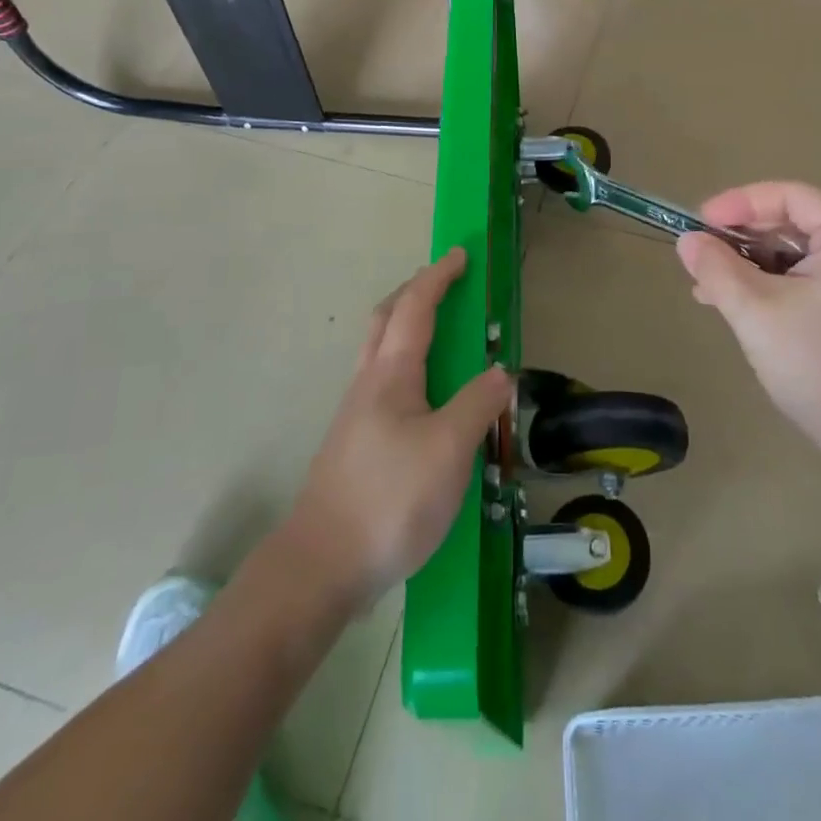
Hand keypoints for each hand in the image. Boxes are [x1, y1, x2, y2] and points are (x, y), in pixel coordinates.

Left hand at [283, 249, 512, 612]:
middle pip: (386, 318)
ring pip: (380, 349)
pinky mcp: (355, 442)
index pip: (416, 307)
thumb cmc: (389, 499)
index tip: (460, 255)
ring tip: (440, 334)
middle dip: (415, 291)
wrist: (320, 565)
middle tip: (445, 284)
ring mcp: (356, 413)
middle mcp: (369, 383)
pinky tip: (423, 396)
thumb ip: (478, 404)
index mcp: (391, 373)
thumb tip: (501, 372)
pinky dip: (405, 361)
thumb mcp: (449, 450)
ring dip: (406, 324)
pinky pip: (382, 380)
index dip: (438, 277)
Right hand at [676, 183, 820, 473]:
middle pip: (796, 223)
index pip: (792, 196)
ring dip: (754, 265)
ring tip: (710, 288)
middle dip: (744, 238)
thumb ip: (717, 269)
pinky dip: (776, 286)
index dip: (741, 203)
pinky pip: (812, 279)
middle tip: (701, 257)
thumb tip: (687, 241)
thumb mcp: (757, 313)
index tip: (699, 223)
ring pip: (800, 254)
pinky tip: (741, 306)